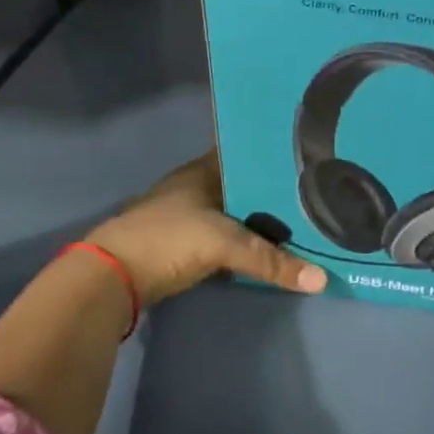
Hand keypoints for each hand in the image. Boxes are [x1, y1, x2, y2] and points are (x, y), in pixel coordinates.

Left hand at [88, 151, 327, 307]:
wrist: (112, 278)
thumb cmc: (168, 239)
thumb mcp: (224, 244)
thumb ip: (271, 260)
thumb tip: (321, 280)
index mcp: (202, 171)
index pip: (244, 154)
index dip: (272, 156)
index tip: (308, 160)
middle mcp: (196, 188)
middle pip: (243, 185)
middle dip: (273, 191)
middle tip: (316, 194)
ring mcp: (188, 216)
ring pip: (237, 213)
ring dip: (261, 219)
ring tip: (304, 219)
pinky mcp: (186, 244)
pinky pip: (228, 237)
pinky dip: (247, 242)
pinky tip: (272, 247)